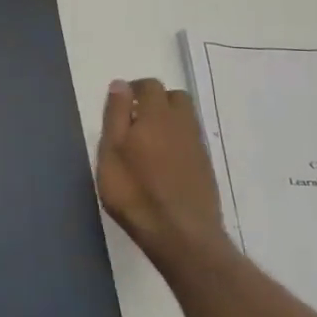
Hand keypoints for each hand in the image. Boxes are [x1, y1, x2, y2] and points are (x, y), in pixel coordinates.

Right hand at [97, 78, 235, 273]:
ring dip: (167, 120)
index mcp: (156, 116)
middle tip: (134, 120)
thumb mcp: (111, 153)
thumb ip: (116, 116)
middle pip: (174, 97)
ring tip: (146, 142)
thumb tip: (121, 84)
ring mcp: (197, 145)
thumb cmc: (134, 192)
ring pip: (185, 118)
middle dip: (155, 100)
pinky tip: (162, 162)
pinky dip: (176, 140)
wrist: (180, 232)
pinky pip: (190, 139)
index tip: (119, 104)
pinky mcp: (205, 166)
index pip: (150, 86)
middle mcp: (182, 124)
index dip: (133, 90)